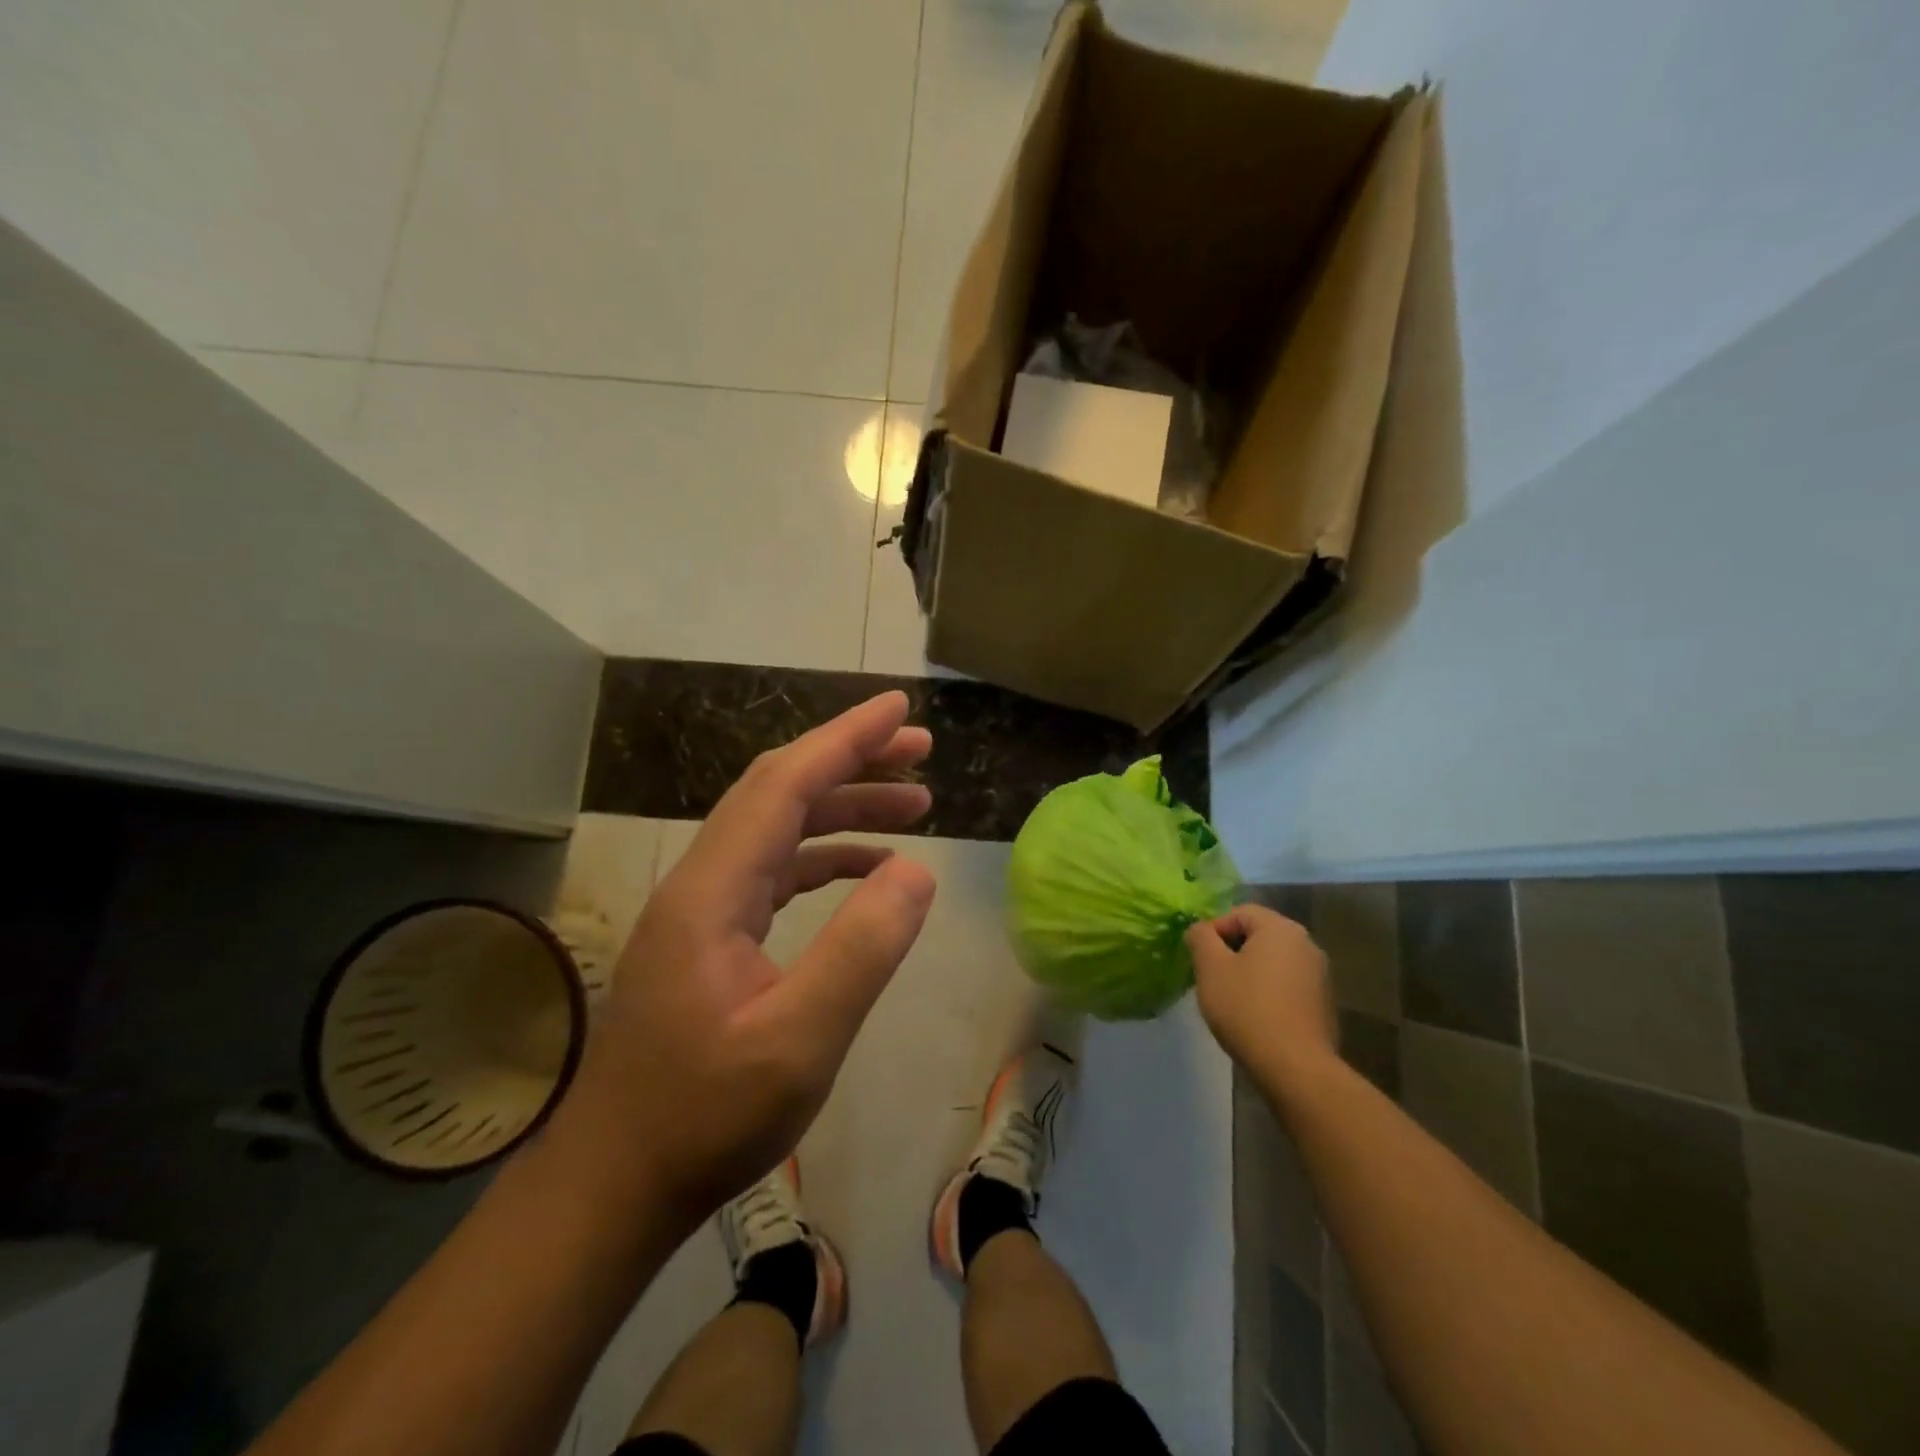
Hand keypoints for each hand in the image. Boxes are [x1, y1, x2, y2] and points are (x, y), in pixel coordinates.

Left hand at [560, 692, 936, 1229]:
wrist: (617, 1182)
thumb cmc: (705, 1117)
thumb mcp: (800, 1041)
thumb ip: (861, 951)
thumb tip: (917, 871)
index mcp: (713, 890)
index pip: (784, 784)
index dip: (844, 739)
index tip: (899, 709)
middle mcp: (703, 882)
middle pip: (780, 792)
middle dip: (851, 761)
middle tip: (920, 750)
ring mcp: (704, 909)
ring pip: (780, 829)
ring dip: (845, 808)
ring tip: (915, 806)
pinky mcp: (713, 937)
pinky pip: (777, 871)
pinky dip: (827, 856)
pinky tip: (871, 870)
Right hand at [1186, 904, 1334, 1083]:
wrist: (1294, 1067)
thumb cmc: (1247, 1008)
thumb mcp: (1210, 967)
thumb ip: (1200, 937)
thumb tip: (1201, 930)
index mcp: (1281, 928)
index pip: (1239, 913)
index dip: (1214, 931)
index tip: (1200, 959)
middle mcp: (1307, 944)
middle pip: (1258, 936)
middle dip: (1231, 952)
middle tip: (1212, 978)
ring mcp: (1320, 976)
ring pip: (1273, 962)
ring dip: (1250, 973)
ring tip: (1231, 1000)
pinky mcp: (1324, 1005)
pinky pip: (1287, 986)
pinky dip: (1268, 993)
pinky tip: (1255, 1018)